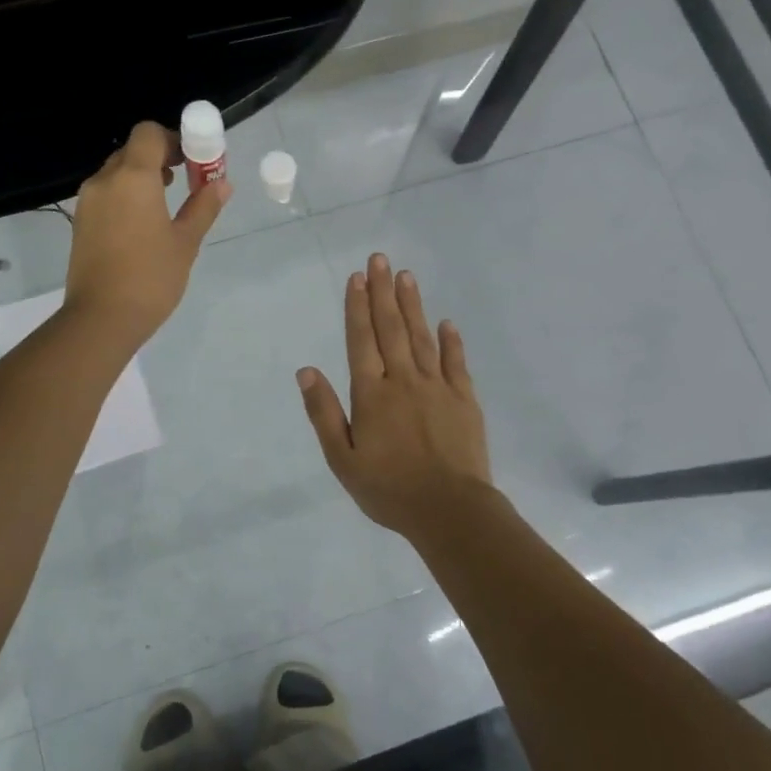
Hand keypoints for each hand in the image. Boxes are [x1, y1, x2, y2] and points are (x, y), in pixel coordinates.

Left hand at [63, 121, 228, 345]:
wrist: (101, 318)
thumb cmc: (151, 277)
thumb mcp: (185, 242)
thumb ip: (203, 207)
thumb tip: (222, 183)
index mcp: (133, 177)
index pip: (148, 133)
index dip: (172, 139)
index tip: (191, 161)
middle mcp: (105, 181)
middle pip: (131, 151)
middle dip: (159, 158)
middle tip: (183, 182)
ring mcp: (87, 202)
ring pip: (116, 173)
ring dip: (140, 178)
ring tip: (164, 207)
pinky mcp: (80, 223)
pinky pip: (105, 195)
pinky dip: (125, 197)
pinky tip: (142, 227)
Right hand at [297, 254, 491, 538]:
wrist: (449, 511)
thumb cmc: (388, 489)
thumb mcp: (342, 459)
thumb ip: (324, 413)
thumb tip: (306, 371)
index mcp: (371, 394)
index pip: (361, 340)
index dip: (357, 307)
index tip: (357, 277)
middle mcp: (403, 381)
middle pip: (391, 328)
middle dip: (382, 292)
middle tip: (380, 259)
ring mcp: (437, 387)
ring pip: (422, 337)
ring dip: (412, 305)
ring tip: (406, 276)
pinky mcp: (464, 400)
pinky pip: (456, 362)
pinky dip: (451, 341)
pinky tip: (446, 322)